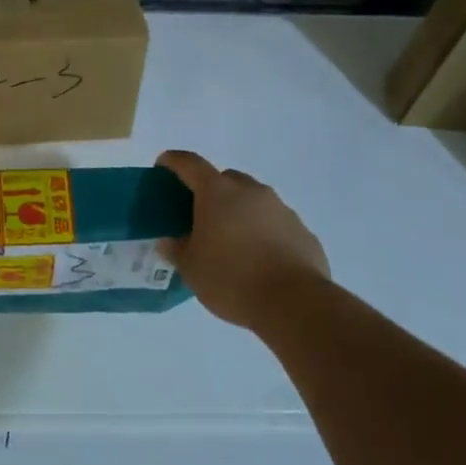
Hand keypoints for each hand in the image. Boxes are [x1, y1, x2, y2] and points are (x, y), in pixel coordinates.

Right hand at [156, 150, 329, 328]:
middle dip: (210, 191)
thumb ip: (176, 249)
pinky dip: (264, 232)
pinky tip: (261, 260)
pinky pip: (276, 223)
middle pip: (225, 179)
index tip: (163, 166)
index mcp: (218, 192)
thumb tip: (170, 240)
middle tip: (200, 217)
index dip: (173, 161)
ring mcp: (281, 208)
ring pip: (253, 200)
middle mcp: (251, 191)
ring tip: (233, 243)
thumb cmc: (232, 279)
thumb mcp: (191, 269)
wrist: (294, 303)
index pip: (190, 163)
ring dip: (240, 212)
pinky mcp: (302, 230)